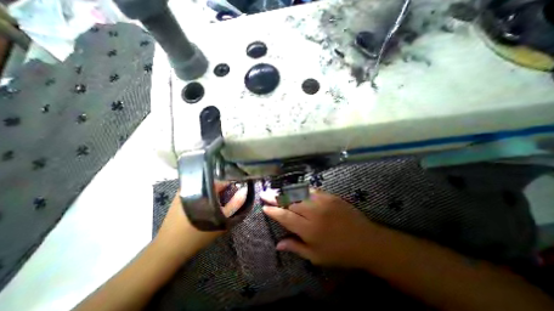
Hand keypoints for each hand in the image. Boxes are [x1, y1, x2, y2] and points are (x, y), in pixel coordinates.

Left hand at [152, 182, 244, 261]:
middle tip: (231, 197)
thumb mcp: (220, 221)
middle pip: (213, 181)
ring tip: (222, 200)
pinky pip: (198, 190)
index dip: (232, 182)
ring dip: (215, 191)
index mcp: (201, 188)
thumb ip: (235, 204)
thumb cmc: (197, 235)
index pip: (221, 178)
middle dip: (224, 187)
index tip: (239, 188)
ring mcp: (183, 190)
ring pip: (206, 186)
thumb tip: (245, 190)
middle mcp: (191, 185)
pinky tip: (209, 203)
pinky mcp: (179, 197)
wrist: (168, 251)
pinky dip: (206, 194)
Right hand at [262, 188, 378, 268]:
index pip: (285, 217)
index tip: (264, 207)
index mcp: (308, 229)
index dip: (274, 211)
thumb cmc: (340, 253)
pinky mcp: (329, 196)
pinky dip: (300, 189)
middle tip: (265, 194)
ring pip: (298, 193)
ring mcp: (322, 202)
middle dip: (275, 197)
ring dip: (285, 191)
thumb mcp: (316, 256)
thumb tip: (278, 244)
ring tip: (275, 190)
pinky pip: (311, 190)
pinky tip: (294, 188)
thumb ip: (295, 247)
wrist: (365, 240)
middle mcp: (313, 213)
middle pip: (290, 202)